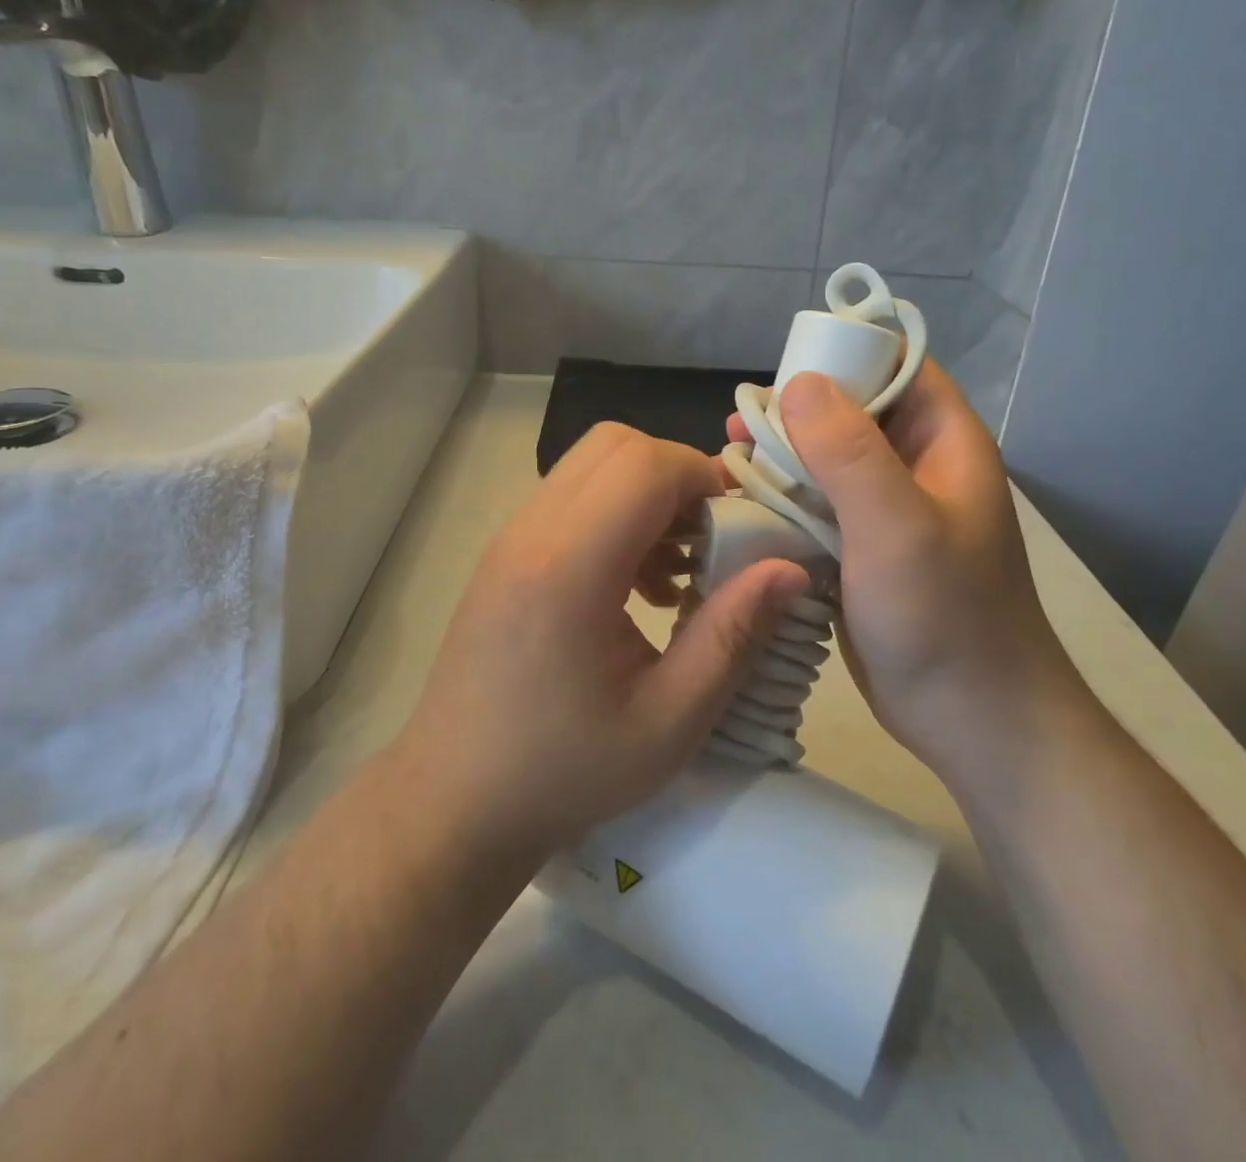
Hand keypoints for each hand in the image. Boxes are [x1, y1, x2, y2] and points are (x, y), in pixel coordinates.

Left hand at [394, 423, 808, 861]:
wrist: (455, 800)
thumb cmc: (564, 771)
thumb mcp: (669, 721)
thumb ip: (732, 635)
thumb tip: (791, 568)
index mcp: (568, 568)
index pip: (645, 465)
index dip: (705, 478)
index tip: (743, 528)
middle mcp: (531, 533)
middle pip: (616, 445)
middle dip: (679, 476)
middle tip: (714, 540)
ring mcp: (510, 538)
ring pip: (592, 465)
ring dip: (647, 494)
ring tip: (678, 569)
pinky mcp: (506, 553)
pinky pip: (571, 497)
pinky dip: (616, 514)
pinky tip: (637, 586)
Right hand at [750, 365, 1077, 775]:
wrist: (970, 719)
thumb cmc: (945, 616)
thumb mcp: (897, 525)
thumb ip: (849, 450)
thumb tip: (799, 382)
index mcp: (943, 443)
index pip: (898, 367)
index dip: (845, 355)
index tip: (784, 368)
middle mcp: (916, 468)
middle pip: (853, 412)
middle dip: (798, 413)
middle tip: (740, 423)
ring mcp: (887, 512)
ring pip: (827, 462)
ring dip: (782, 459)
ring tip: (730, 462)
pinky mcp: (860, 550)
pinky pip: (817, 508)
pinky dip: (782, 502)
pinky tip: (742, 508)